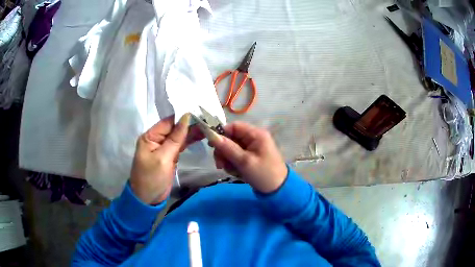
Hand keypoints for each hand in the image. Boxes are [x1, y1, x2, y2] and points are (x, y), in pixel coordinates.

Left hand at [130, 113, 200, 204]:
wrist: (148, 199)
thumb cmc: (152, 178)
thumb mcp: (163, 158)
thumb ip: (175, 138)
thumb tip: (186, 117)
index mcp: (150, 136)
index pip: (168, 122)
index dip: (183, 117)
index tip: (200, 112)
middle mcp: (156, 139)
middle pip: (175, 128)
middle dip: (190, 124)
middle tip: (208, 120)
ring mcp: (163, 148)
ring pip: (179, 136)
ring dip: (192, 133)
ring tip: (208, 127)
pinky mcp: (170, 156)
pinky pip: (180, 145)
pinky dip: (189, 142)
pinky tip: (200, 136)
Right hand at [210, 122, 287, 192]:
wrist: (277, 190)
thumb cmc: (263, 174)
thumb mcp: (244, 162)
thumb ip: (228, 148)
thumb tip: (212, 136)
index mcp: (256, 134)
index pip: (234, 126)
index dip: (222, 134)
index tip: (212, 145)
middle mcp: (253, 138)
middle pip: (231, 138)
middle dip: (223, 151)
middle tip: (220, 164)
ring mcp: (251, 148)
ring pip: (231, 148)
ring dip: (227, 159)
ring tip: (230, 170)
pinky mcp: (250, 157)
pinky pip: (236, 156)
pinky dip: (233, 164)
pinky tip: (235, 172)